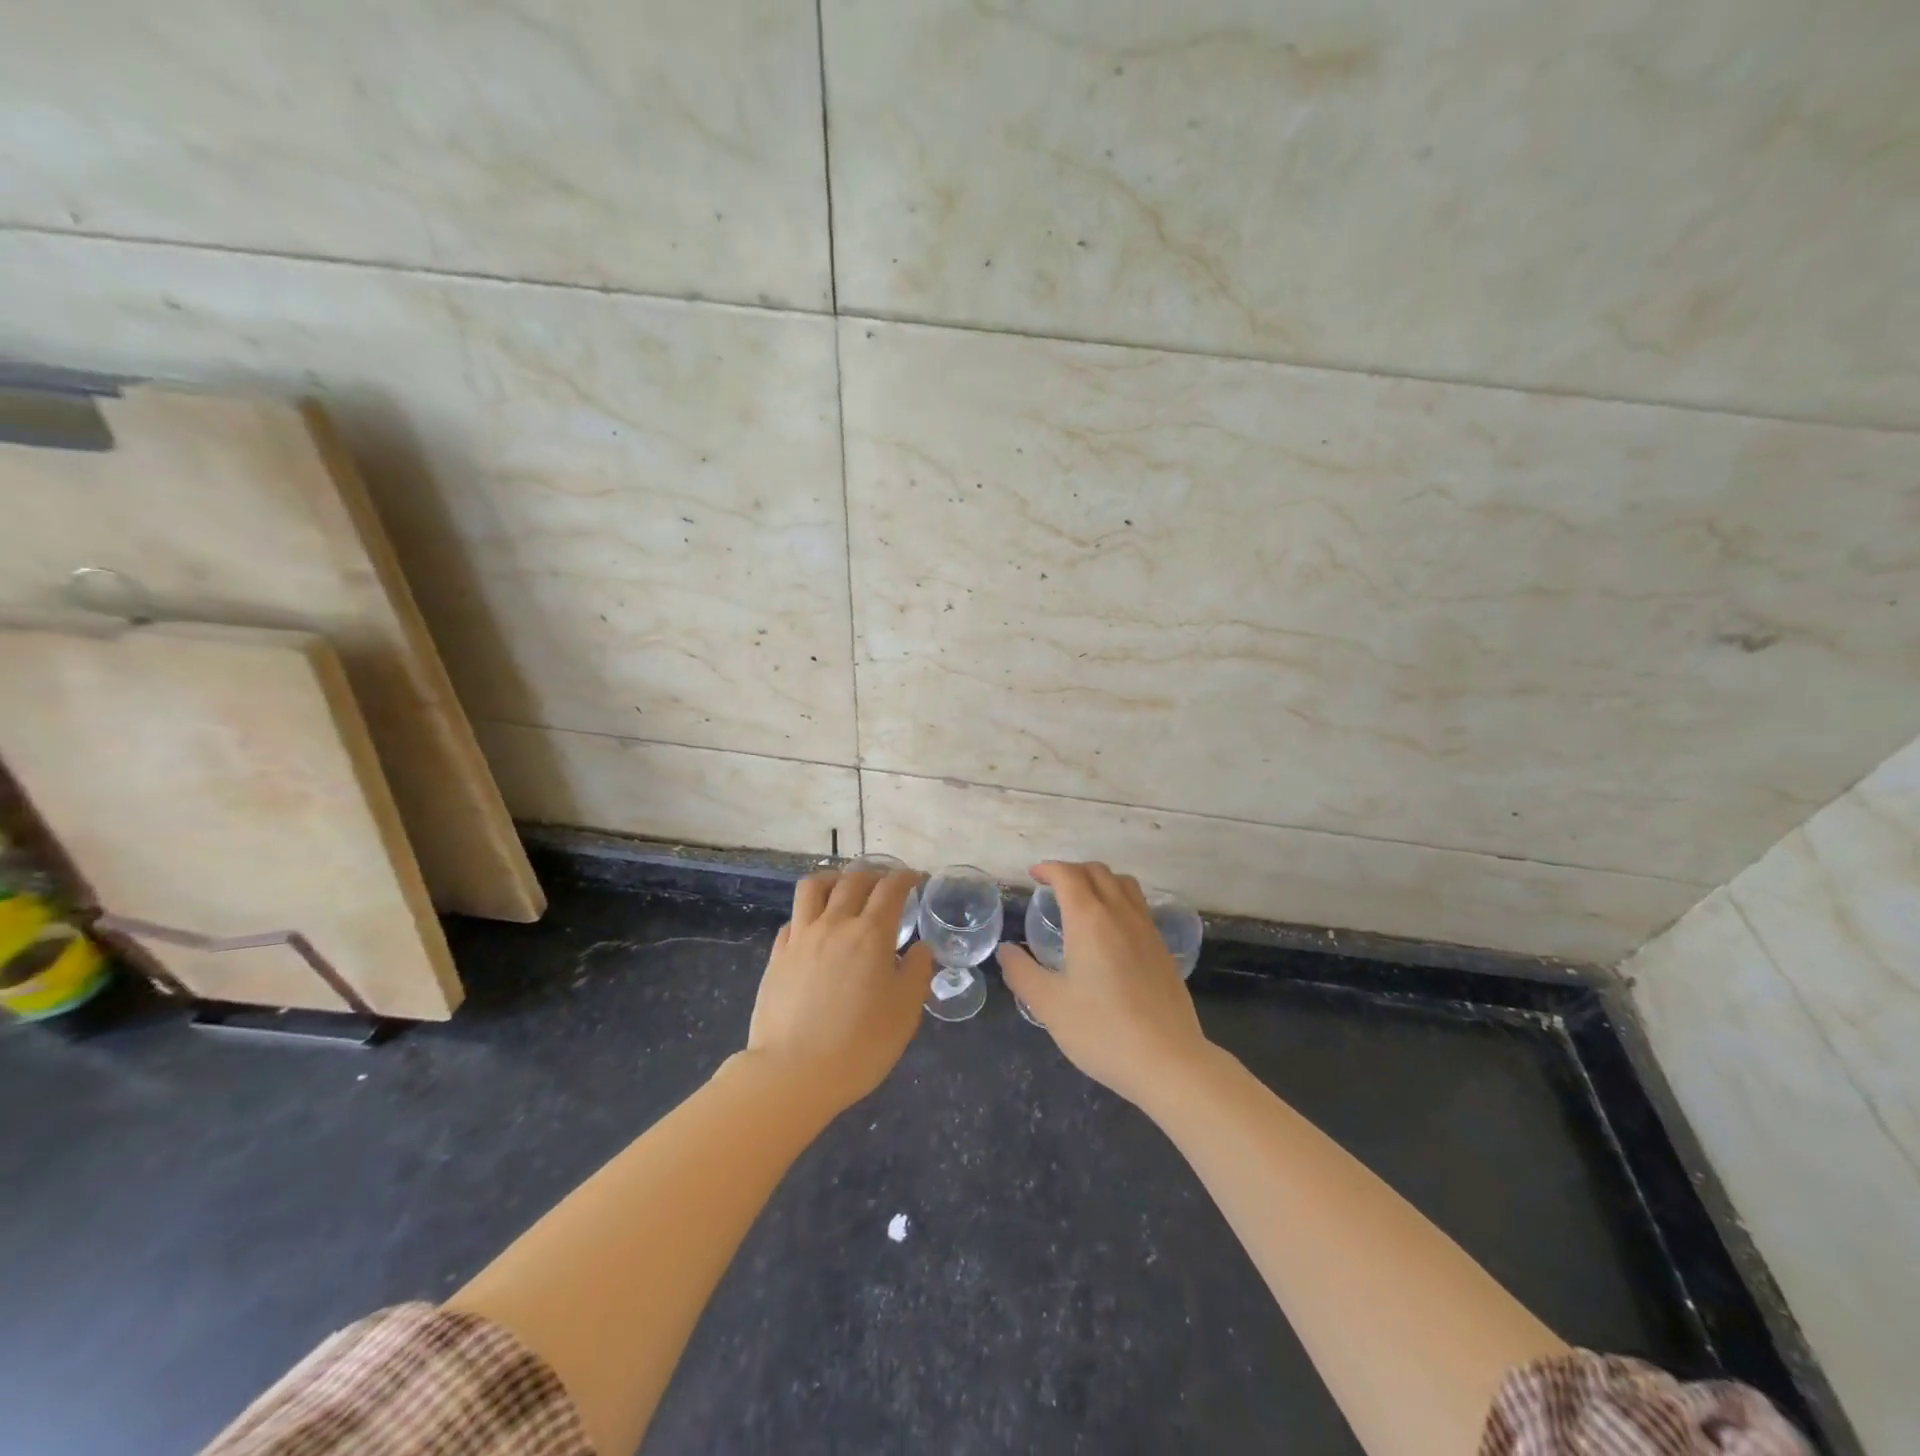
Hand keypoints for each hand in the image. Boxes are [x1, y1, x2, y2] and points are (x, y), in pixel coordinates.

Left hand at [745, 869, 932, 1111]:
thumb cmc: (860, 1044)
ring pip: (815, 887)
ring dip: (835, 879)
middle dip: (875, 874)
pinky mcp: (778, 955)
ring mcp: (801, 937)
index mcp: (871, 934)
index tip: (917, 879)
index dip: (907, 877)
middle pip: (854, 880)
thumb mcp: (905, 1012)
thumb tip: (921, 948)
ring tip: (845, 889)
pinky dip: (809, 912)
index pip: (891, 888)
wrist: (793, 1073)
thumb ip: (917, 972)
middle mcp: (835, 924)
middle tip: (887, 885)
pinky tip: (816, 927)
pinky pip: (794, 918)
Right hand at [997, 861, 1211, 1106]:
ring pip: (1124, 884)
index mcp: (1089, 919)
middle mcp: (1120, 914)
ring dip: (1099, 880)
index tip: (1033, 875)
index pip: (1068, 875)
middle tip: (1052, 887)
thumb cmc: (1102, 1030)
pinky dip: (1119, 899)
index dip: (1048, 868)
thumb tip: (1006, 951)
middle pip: (1097, 871)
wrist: (1168, 1060)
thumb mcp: (1049, 1005)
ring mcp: (1147, 929)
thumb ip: (1022, 973)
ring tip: (1083, 900)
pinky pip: (1139, 905)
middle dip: (1072, 870)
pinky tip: (1111, 930)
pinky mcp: (1163, 948)